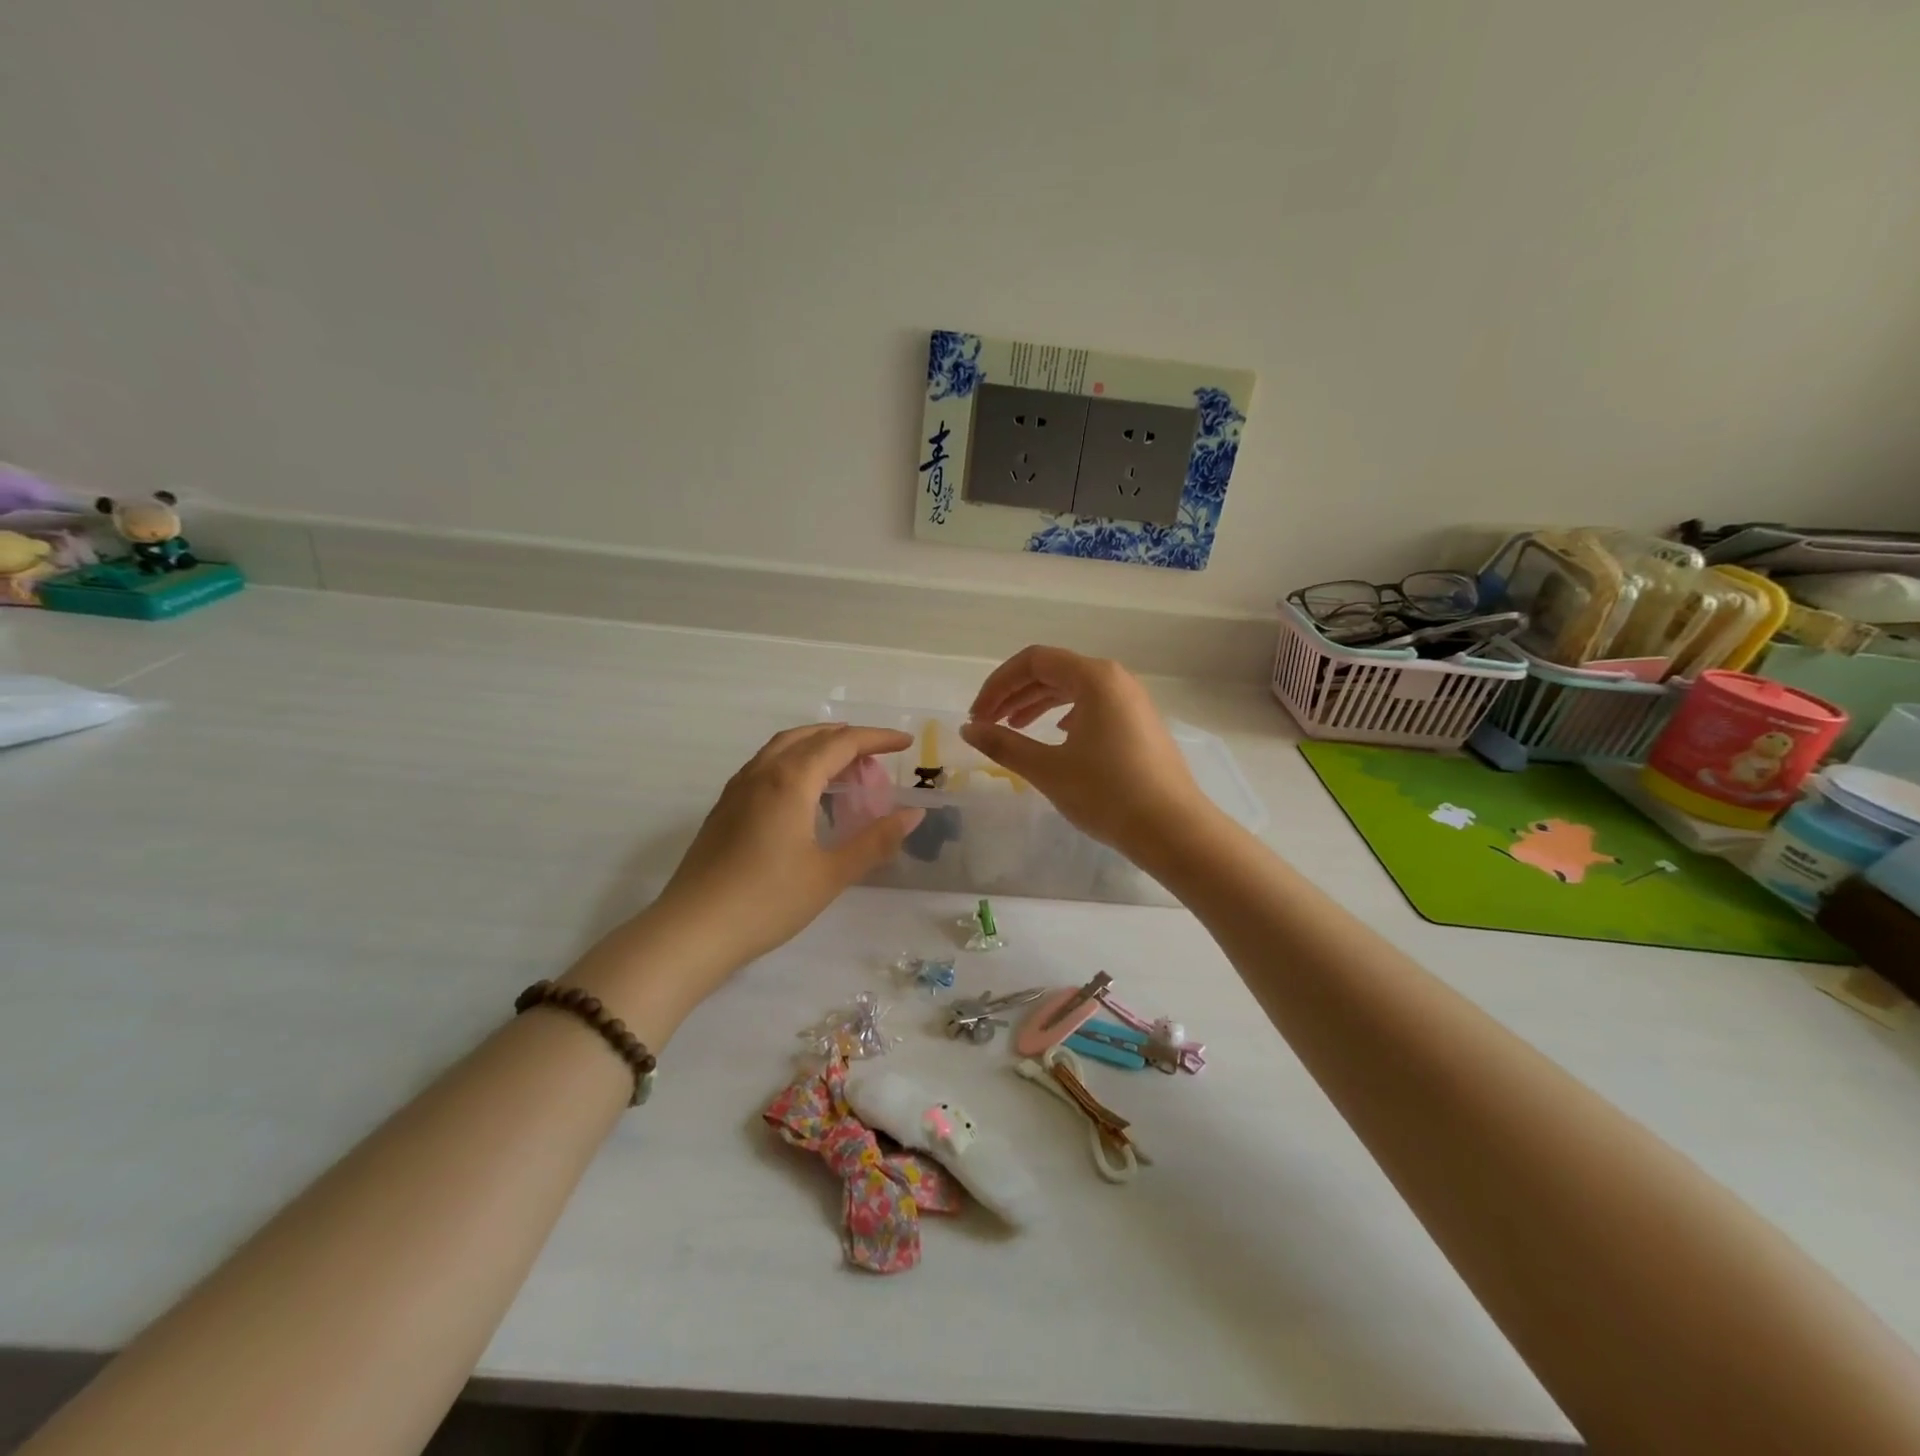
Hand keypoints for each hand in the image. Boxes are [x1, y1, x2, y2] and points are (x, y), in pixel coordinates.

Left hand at [650, 724, 922, 972]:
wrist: (693, 930)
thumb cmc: (768, 902)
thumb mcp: (831, 874)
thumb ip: (875, 841)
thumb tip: (914, 814)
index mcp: (791, 780)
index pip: (842, 743)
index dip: (877, 738)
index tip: (906, 742)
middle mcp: (762, 773)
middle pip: (811, 737)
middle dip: (848, 739)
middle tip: (878, 757)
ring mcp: (738, 789)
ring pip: (783, 747)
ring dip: (818, 745)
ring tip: (844, 766)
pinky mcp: (724, 808)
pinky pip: (765, 765)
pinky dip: (794, 761)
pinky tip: (802, 792)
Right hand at [959, 646, 1210, 857]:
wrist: (1173, 829)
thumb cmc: (1107, 794)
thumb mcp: (1047, 769)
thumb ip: (1003, 744)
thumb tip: (968, 730)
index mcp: (1095, 677)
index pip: (1033, 661)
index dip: (998, 684)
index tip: (977, 715)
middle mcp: (1116, 679)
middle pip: (1054, 671)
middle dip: (1014, 694)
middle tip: (987, 723)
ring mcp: (1133, 701)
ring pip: (1074, 689)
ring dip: (1038, 704)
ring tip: (1013, 728)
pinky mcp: (1140, 723)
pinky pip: (1094, 705)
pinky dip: (1065, 715)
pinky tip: (1057, 736)